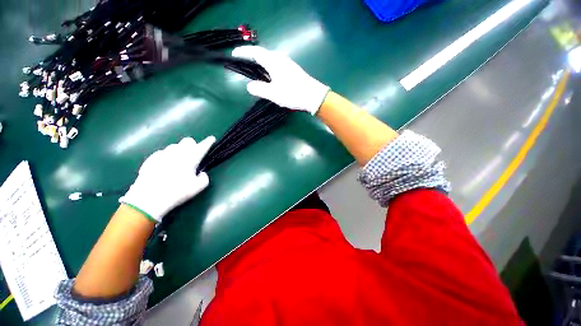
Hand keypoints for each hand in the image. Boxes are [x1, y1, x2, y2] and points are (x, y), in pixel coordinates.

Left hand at [119, 136, 215, 222]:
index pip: (203, 146)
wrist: (148, 198)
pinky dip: (166, 157)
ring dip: (179, 151)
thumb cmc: (177, 192)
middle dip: (192, 145)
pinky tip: (164, 166)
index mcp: (191, 158)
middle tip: (193, 155)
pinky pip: (162, 153)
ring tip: (178, 161)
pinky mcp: (151, 159)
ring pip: (174, 146)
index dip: (208, 142)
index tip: (211, 139)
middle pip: (187, 141)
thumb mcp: (198, 188)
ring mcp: (162, 154)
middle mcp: (177, 152)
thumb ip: (204, 178)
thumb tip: (201, 173)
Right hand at [232, 46, 329, 114]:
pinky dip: (268, 68)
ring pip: (270, 59)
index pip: (255, 52)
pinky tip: (269, 77)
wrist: (313, 97)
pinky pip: (276, 65)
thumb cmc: (293, 94)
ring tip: (254, 71)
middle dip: (251, 57)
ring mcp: (288, 63)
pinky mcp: (292, 70)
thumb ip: (260, 89)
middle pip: (262, 54)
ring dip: (260, 63)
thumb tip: (249, 86)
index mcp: (273, 62)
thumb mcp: (274, 94)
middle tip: (243, 63)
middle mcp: (280, 59)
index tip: (234, 54)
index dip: (244, 52)